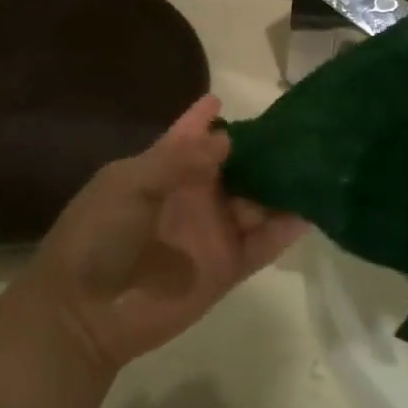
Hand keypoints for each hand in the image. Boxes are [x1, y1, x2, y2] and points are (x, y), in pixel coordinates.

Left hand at [24, 94, 305, 372]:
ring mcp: (213, 232)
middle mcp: (194, 196)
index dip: (207, 117)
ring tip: (321, 162)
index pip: (190, 136)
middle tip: (302, 129)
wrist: (86, 312)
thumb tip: (227, 139)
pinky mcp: (227, 266)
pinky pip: (264, 243)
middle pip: (237, 167)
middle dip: (264, 149)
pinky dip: (287, 229)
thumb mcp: (130, 186)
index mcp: (162, 171)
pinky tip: (313, 209)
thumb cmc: (99, 237)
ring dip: (283, 186)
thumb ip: (177, 159)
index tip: (228, 96)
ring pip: (258, 202)